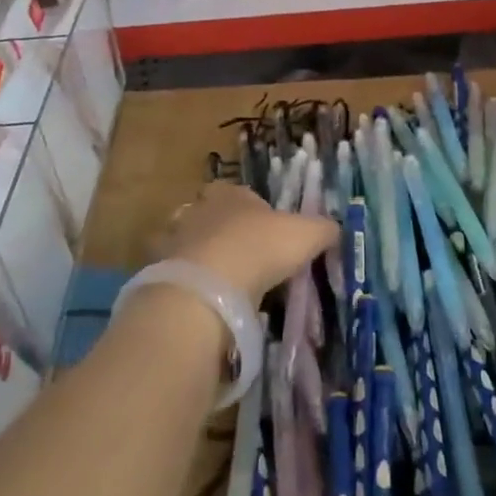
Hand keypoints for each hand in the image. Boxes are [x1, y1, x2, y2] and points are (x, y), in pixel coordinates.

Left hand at [157, 182, 336, 305]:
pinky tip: (205, 302)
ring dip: (203, 259)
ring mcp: (174, 240)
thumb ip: (324, 229)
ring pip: (190, 244)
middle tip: (246, 261)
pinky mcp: (159, 273)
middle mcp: (198, 209)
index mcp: (231, 193)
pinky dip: (189, 286)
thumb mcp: (307, 235)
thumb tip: (336, 229)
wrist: (209, 287)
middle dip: (225, 234)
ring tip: (224, 285)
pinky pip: (178, 276)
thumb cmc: (261, 247)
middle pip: (211, 216)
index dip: (253, 210)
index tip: (266, 232)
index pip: (239, 193)